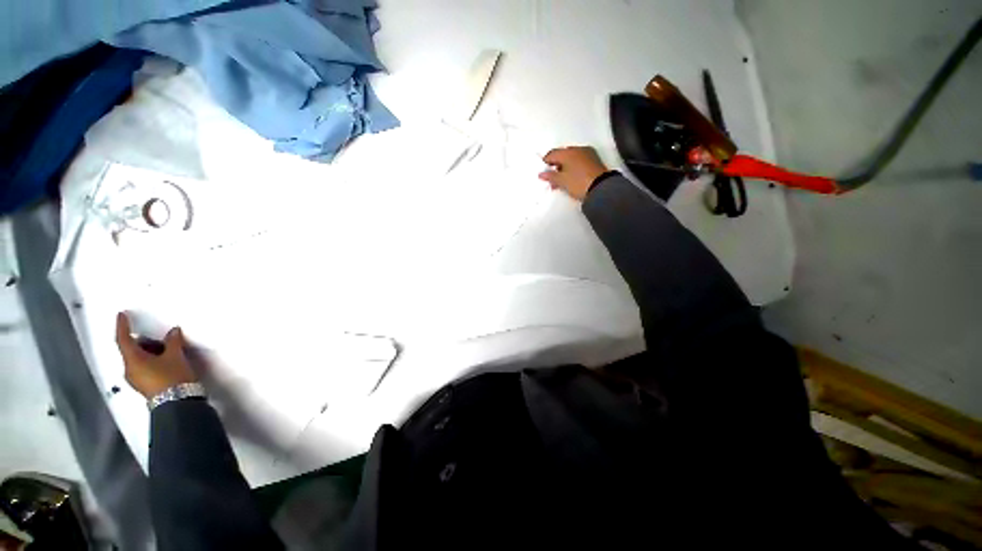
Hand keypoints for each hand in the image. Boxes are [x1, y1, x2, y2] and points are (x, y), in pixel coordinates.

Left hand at [116, 312, 197, 398]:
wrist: (178, 402)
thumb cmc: (173, 376)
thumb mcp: (176, 356)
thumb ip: (173, 341)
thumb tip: (173, 332)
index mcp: (133, 360)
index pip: (124, 339)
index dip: (122, 326)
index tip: (121, 315)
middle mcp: (129, 369)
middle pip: (132, 350)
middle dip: (144, 341)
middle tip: (160, 337)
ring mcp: (136, 379)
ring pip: (138, 359)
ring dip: (150, 351)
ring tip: (167, 349)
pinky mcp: (144, 385)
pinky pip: (143, 367)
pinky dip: (151, 360)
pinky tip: (165, 360)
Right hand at [538, 146, 608, 200]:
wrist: (601, 188)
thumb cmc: (578, 183)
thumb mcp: (562, 181)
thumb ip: (550, 176)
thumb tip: (541, 174)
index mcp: (568, 152)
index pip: (552, 154)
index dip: (545, 163)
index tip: (544, 174)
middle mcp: (578, 149)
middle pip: (562, 156)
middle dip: (556, 166)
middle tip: (552, 179)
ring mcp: (587, 154)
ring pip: (571, 159)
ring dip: (564, 168)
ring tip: (561, 182)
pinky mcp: (594, 160)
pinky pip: (579, 161)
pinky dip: (573, 168)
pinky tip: (571, 178)